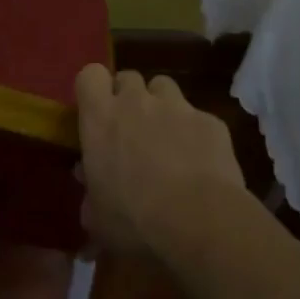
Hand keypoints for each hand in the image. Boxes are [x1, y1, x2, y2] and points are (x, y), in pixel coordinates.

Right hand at [75, 65, 247, 257]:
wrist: (200, 223)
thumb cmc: (135, 222)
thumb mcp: (98, 217)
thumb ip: (90, 191)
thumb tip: (88, 178)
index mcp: (101, 119)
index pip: (90, 75)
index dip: (94, 89)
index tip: (97, 110)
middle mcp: (137, 102)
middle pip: (128, 77)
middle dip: (129, 97)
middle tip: (131, 128)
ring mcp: (177, 107)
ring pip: (164, 88)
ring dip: (161, 106)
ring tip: (166, 138)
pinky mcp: (211, 121)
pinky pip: (198, 117)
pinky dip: (195, 132)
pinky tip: (200, 162)